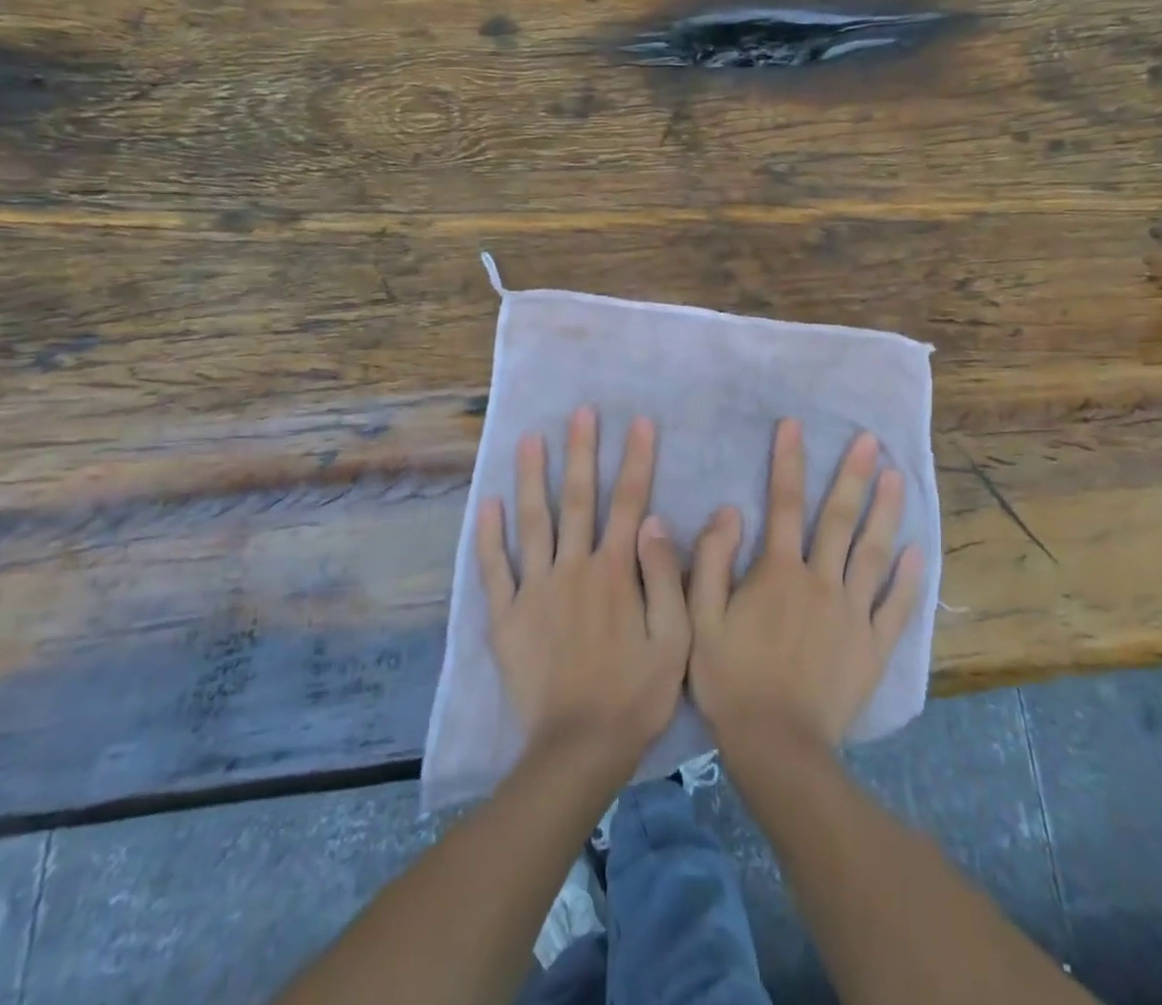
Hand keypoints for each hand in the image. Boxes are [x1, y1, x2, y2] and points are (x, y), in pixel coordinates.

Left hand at [476, 407, 688, 774]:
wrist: (577, 749)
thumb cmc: (636, 694)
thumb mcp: (674, 639)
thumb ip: (665, 576)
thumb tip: (655, 520)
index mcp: (616, 571)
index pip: (629, 501)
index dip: (636, 459)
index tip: (639, 421)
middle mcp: (574, 568)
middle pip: (578, 499)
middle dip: (581, 451)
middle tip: (580, 411)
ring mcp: (535, 590)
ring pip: (533, 522)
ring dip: (532, 477)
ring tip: (529, 438)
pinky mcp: (506, 617)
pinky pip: (494, 569)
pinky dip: (488, 536)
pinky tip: (487, 504)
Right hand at [689, 418, 923, 752]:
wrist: (777, 747)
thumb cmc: (731, 680)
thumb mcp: (700, 619)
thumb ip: (712, 561)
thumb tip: (729, 510)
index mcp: (779, 572)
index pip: (784, 504)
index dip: (788, 461)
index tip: (794, 425)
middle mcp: (821, 581)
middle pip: (839, 519)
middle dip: (854, 476)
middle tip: (871, 441)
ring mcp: (853, 613)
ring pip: (874, 553)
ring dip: (887, 513)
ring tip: (899, 478)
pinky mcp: (873, 646)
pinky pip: (896, 608)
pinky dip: (909, 580)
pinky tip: (920, 554)